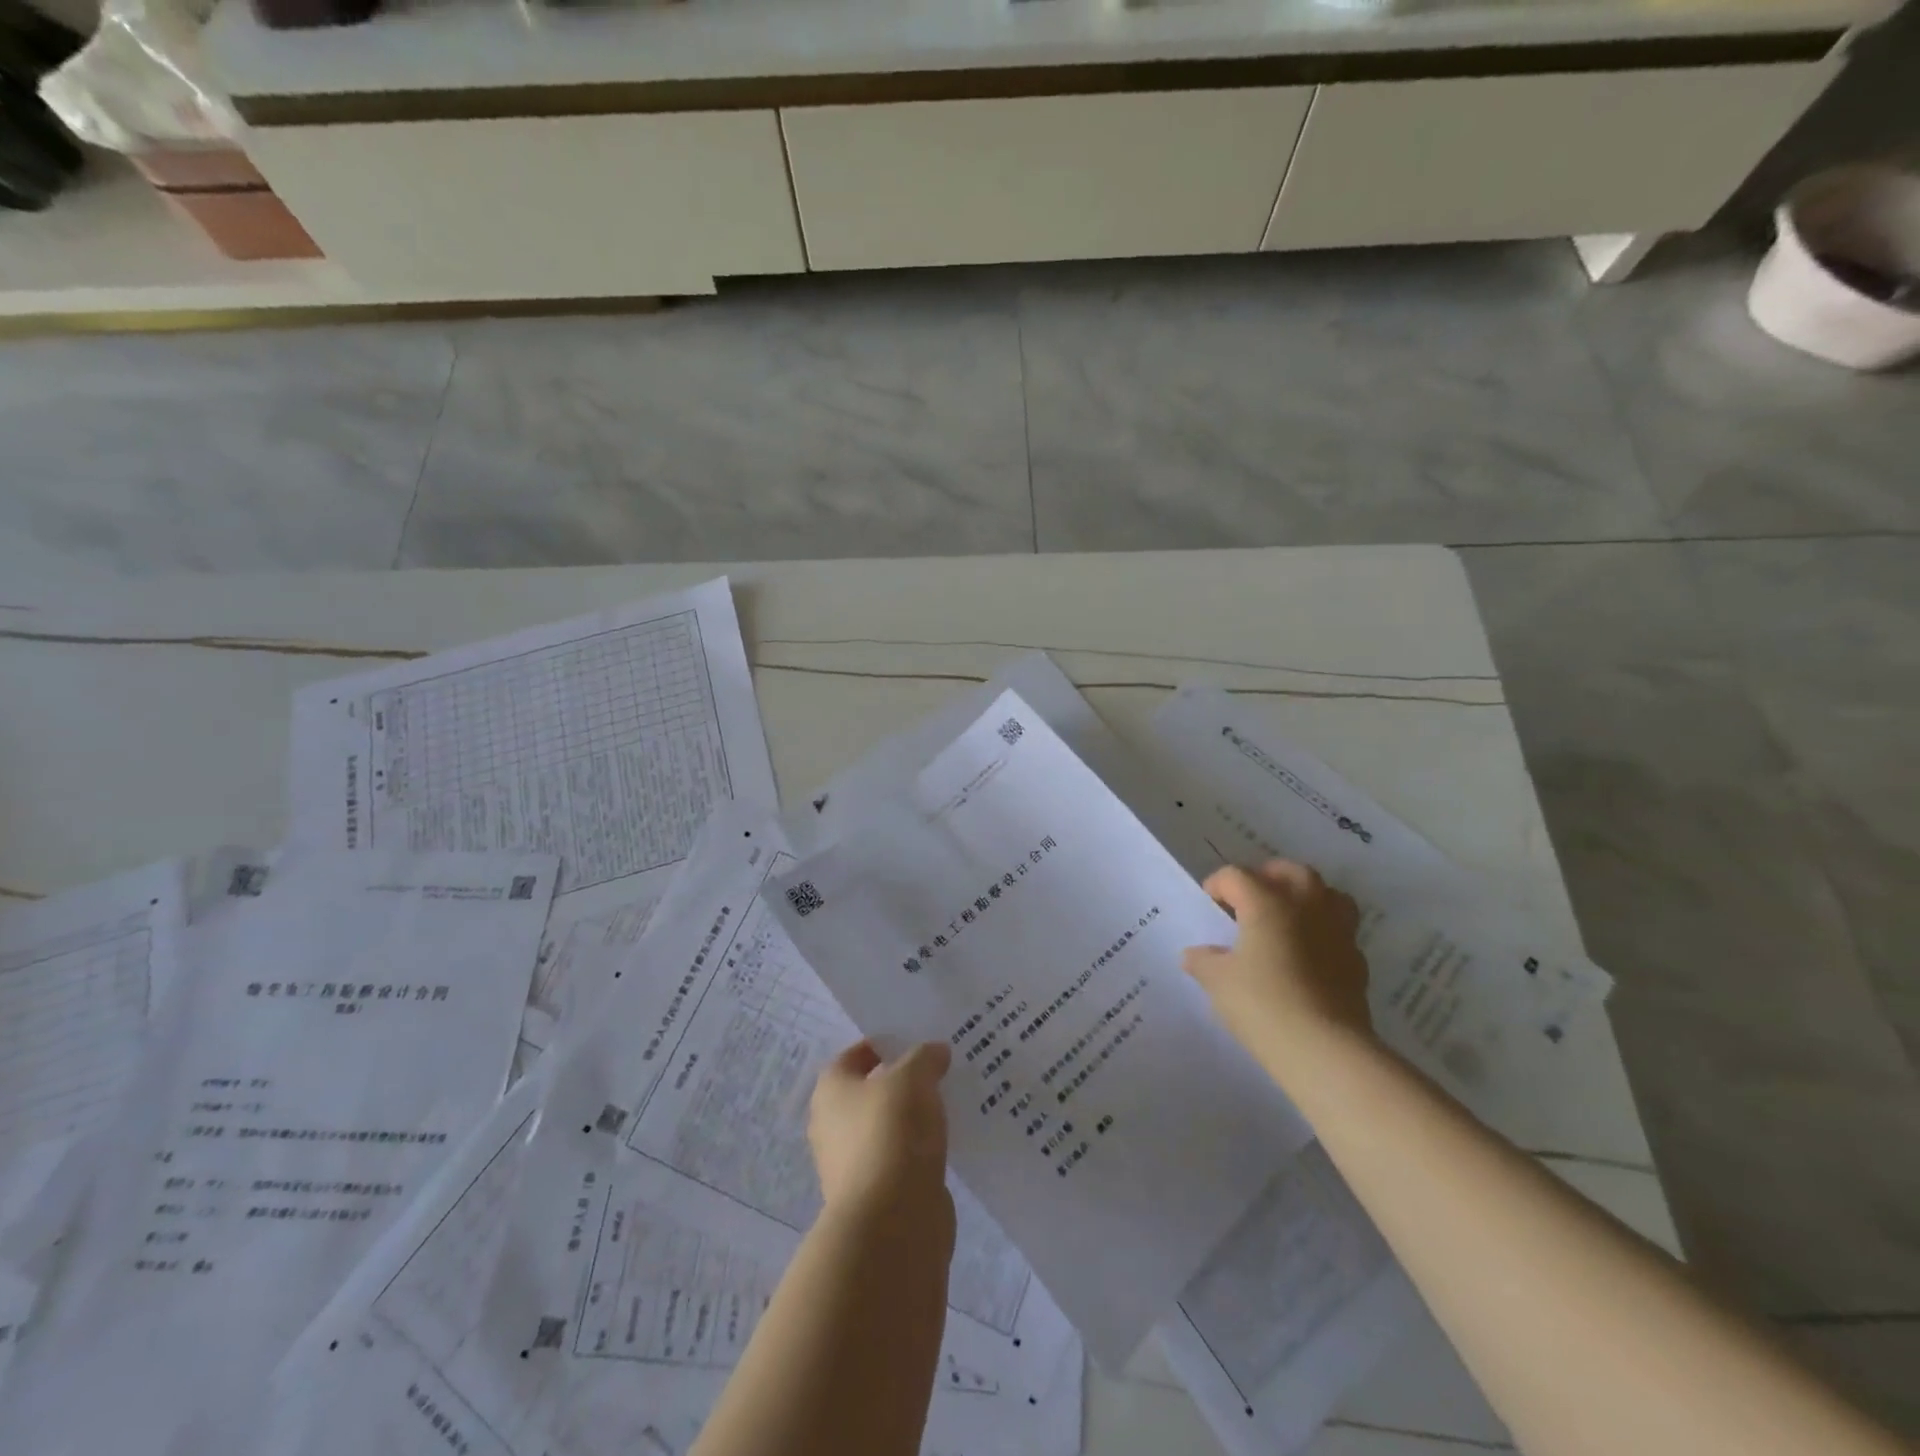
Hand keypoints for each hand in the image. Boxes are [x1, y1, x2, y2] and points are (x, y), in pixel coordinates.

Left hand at [809, 1040, 951, 1216]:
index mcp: (830, 1090)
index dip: (885, 1044)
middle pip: (872, 1091)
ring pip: (889, 1126)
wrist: (892, 1221)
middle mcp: (832, 1125)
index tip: (920, 1040)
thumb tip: (935, 1052)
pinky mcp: (878, 1195)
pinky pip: (903, 1158)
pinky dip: (922, 1150)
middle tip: (942, 1068)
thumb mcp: (913, 1077)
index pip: (856, 1054)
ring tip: (953, 1102)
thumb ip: (924, 1057)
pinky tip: (951, 1140)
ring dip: (916, 1117)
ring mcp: (853, 1164)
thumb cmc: (891, 1131)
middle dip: (904, 1081)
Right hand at [1182, 860, 1373, 1066]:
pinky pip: (1340, 932)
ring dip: (1306, 899)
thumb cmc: (1262, 1003)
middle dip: (1267, 878)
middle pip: (1290, 872)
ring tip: (1286, 920)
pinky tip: (1308, 957)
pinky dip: (1323, 934)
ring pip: (1327, 895)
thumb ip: (1203, 961)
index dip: (1217, 886)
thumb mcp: (1217, 981)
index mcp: (1267, 902)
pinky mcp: (1357, 961)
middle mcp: (1306, 905)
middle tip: (1249, 901)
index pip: (1236, 876)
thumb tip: (1194, 955)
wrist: (1324, 1048)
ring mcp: (1337, 931)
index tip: (1208, 907)